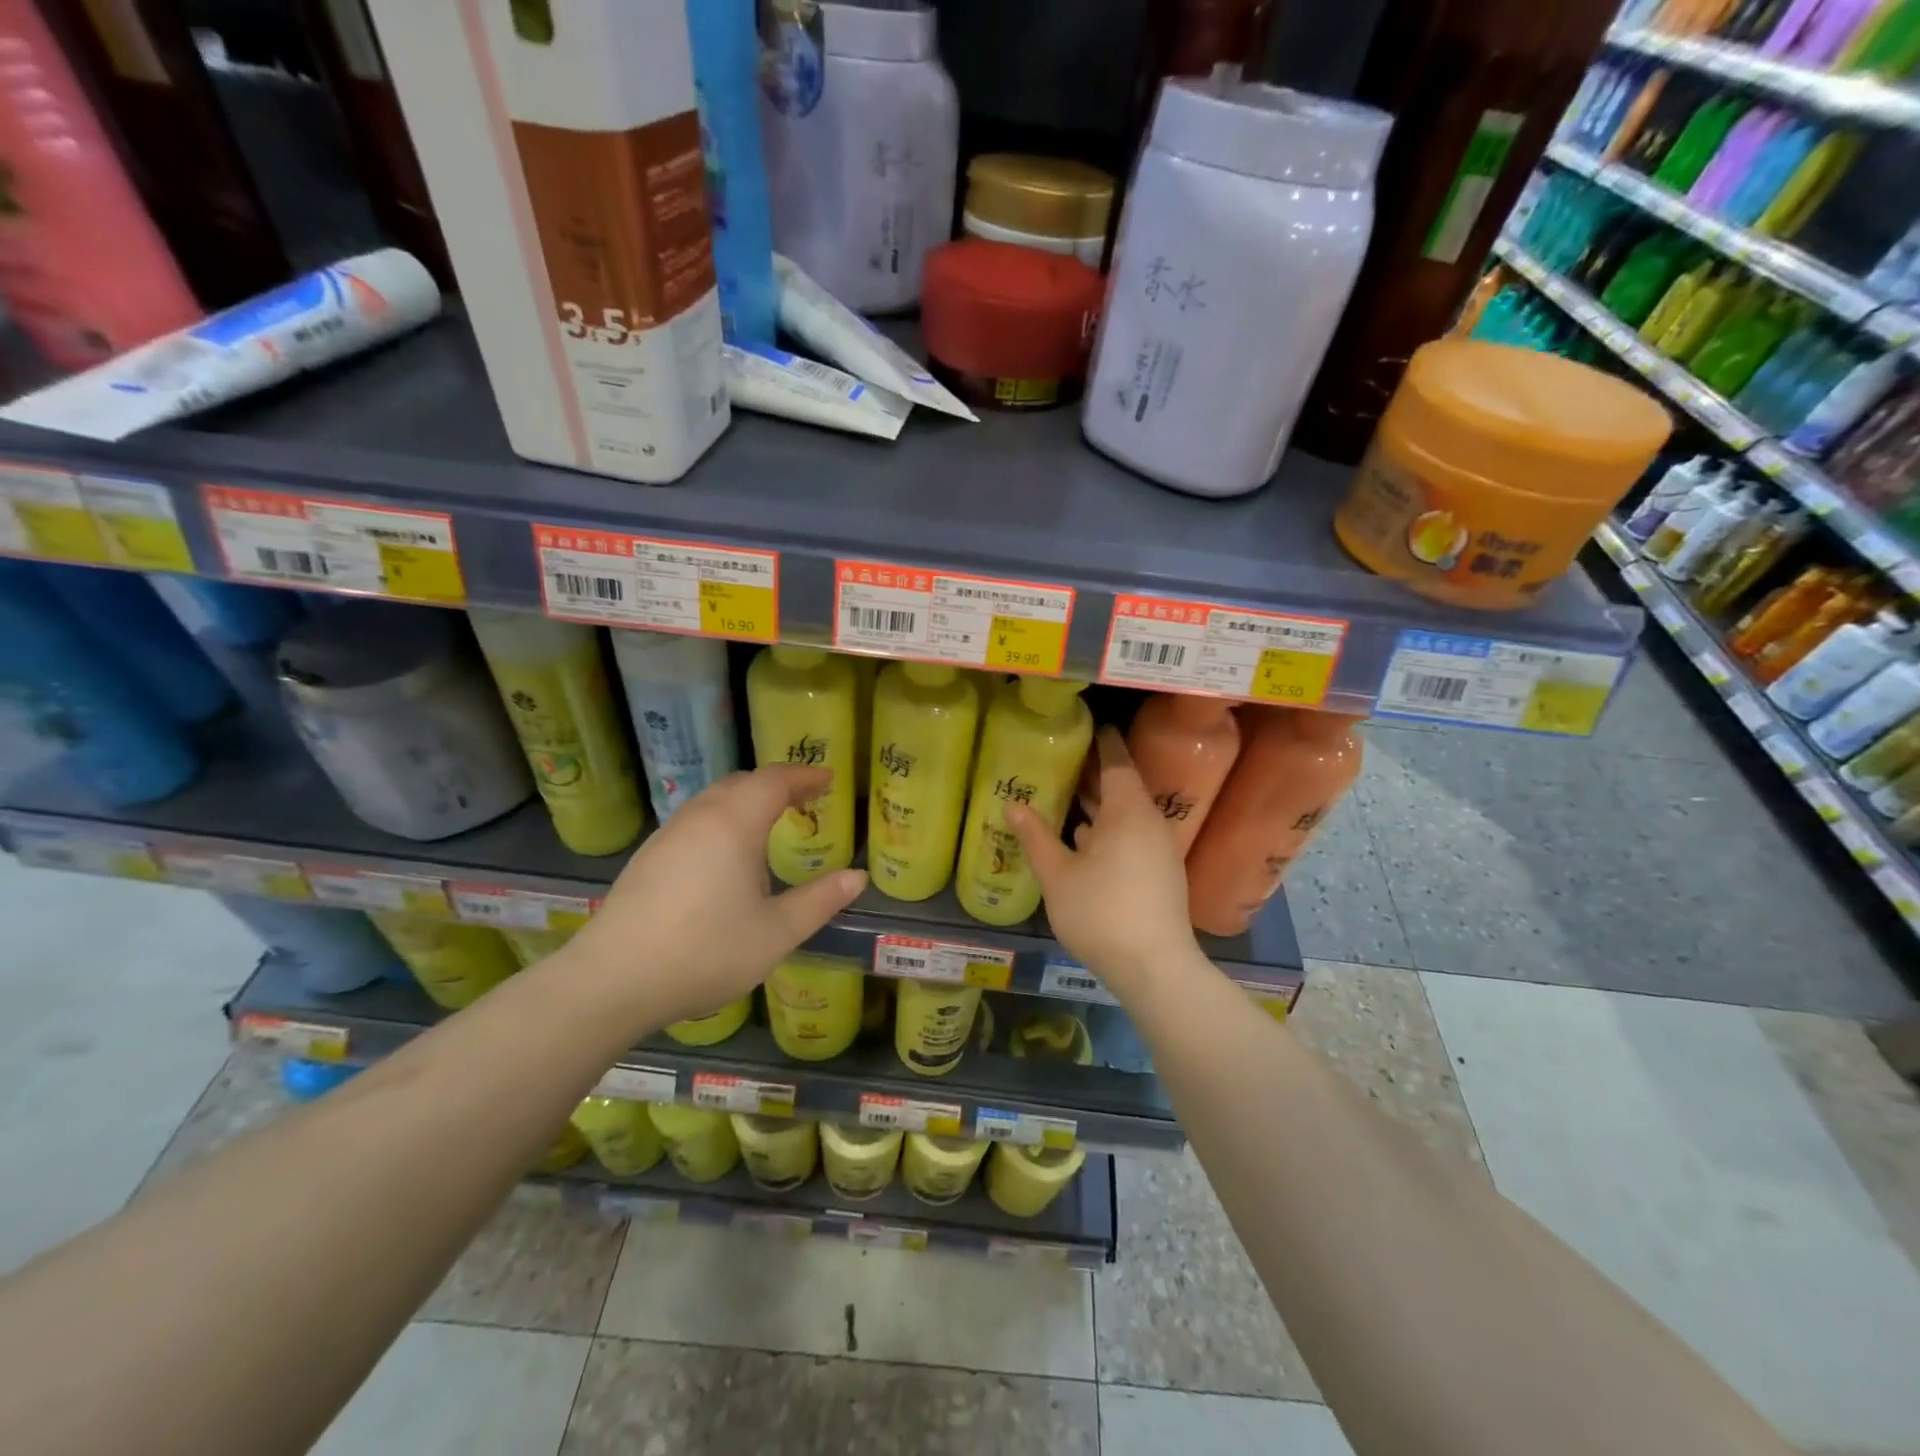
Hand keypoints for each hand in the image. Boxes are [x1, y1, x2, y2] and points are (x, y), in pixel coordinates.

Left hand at [567, 766, 866, 1029]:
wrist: (613, 980)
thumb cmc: (706, 951)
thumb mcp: (777, 932)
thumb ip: (820, 901)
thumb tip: (857, 878)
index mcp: (735, 823)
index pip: (775, 781)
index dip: (805, 776)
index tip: (828, 778)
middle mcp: (700, 817)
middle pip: (742, 783)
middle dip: (776, 784)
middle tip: (804, 797)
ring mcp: (668, 836)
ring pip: (713, 800)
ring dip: (746, 800)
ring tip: (769, 822)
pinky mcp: (648, 858)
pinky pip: (695, 821)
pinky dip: (722, 819)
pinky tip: (726, 854)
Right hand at [1005, 726, 1197, 994]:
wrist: (1154, 968)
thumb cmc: (1101, 912)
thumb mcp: (1058, 874)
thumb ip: (1035, 836)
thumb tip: (1013, 804)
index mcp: (1129, 812)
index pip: (1118, 762)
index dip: (1104, 743)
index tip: (1091, 726)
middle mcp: (1150, 823)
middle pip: (1123, 787)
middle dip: (1096, 774)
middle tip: (1066, 758)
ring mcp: (1160, 850)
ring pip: (1127, 815)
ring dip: (1101, 805)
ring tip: (1069, 796)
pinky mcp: (1162, 874)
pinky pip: (1133, 836)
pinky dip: (1110, 829)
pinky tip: (1085, 840)